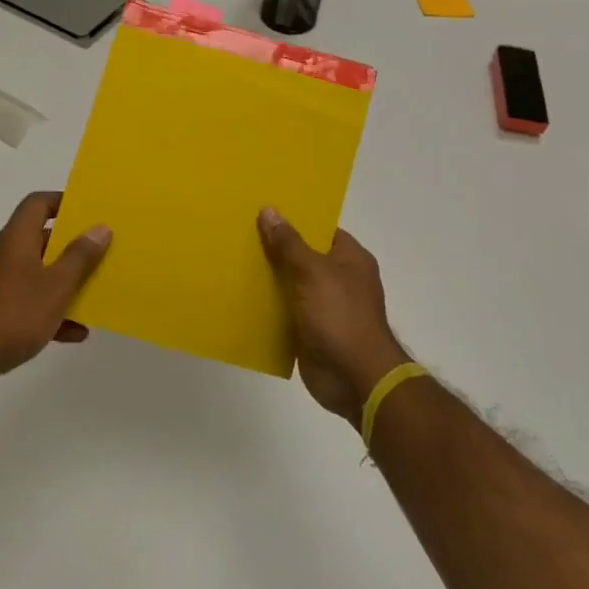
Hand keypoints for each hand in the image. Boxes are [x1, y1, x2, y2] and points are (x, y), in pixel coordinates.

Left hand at [0, 192, 111, 390]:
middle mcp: (5, 255)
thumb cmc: (14, 314)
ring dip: (65, 282)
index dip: (63, 202)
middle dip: (72, 247)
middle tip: (101, 253)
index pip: (37, 203)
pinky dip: (52, 311)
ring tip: (94, 293)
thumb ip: (81, 257)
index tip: (89, 212)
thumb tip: (101, 227)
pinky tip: (75, 332)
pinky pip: (30, 302)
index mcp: (17, 239)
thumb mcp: (57, 286)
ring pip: (39, 273)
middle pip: (42, 239)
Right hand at [258, 208, 409, 423]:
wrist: (354, 378)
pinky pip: (284, 312)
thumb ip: (289, 244)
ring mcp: (324, 306)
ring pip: (290, 284)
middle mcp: (339, 279)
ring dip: (268, 278)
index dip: (295, 220)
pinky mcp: (309, 331)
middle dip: (275, 248)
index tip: (263, 212)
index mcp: (350, 258)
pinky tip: (240, 297)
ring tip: (233, 260)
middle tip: (240, 232)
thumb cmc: (340, 316)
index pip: (321, 229)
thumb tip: (269, 211)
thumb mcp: (313, 272)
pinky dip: (267, 307)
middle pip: (302, 256)